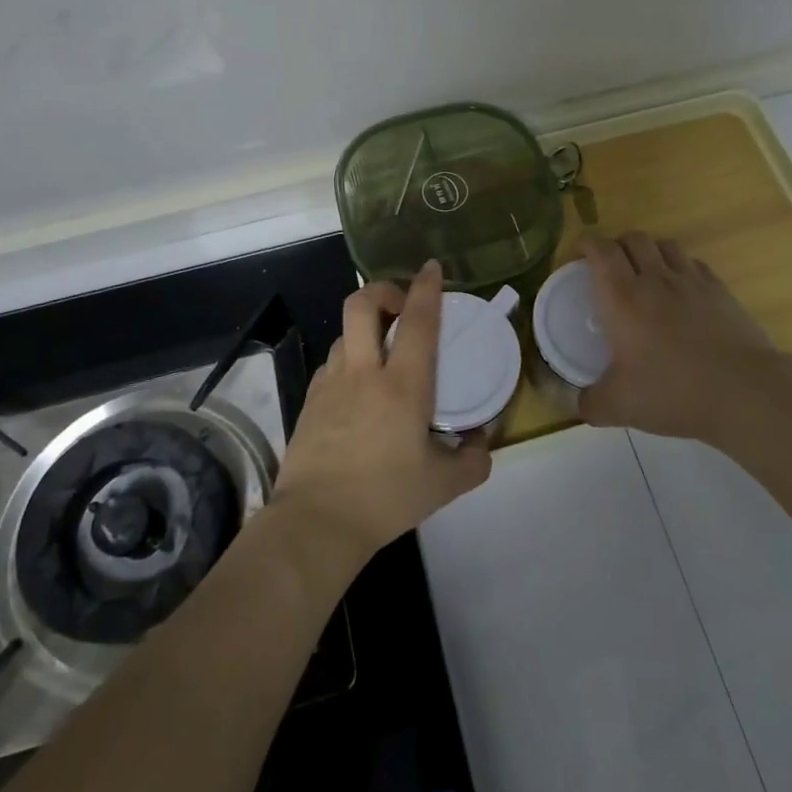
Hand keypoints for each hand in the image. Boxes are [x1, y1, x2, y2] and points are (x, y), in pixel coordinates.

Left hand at [273, 260, 491, 563]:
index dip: (426, 287)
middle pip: (362, 304)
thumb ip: (473, 460)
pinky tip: (358, 386)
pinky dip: (349, 358)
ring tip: (382, 349)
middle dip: (383, 289)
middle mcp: (364, 372)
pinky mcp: (310, 400)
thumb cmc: (385, 499)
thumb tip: (481, 441)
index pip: (417, 321)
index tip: (432, 268)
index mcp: (403, 385)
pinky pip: (332, 362)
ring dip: (366, 328)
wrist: (316, 523)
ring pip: (345, 332)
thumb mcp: (443, 485)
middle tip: (400, 304)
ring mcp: (331, 383)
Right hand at [576, 231, 791, 446]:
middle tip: (609, 268)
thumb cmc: (674, 392)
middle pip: (633, 238)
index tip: (578, 257)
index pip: (600, 250)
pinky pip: (694, 263)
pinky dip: (681, 267)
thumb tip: (576, 404)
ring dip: (649, 251)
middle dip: (616, 245)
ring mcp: (691, 281)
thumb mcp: (620, 406)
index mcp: (623, 297)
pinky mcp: (720, 290)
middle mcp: (655, 279)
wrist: (744, 392)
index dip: (585, 244)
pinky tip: (681, 290)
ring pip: (665, 244)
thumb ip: (590, 403)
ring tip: (645, 274)